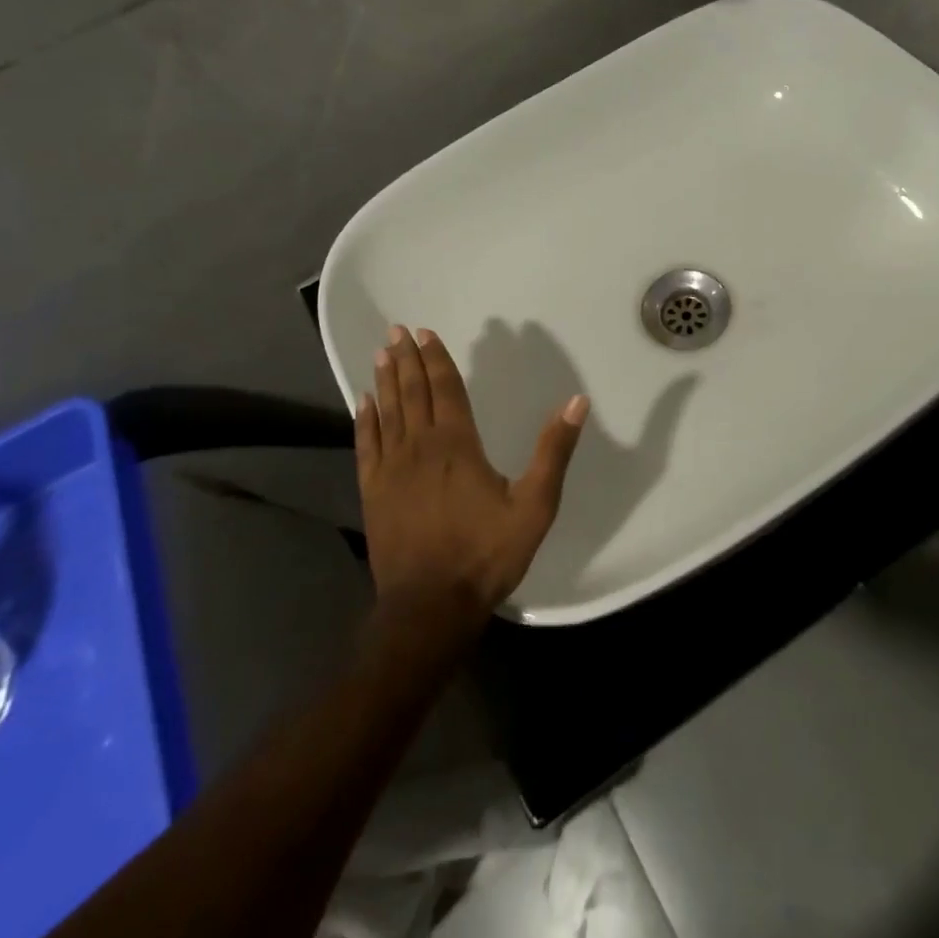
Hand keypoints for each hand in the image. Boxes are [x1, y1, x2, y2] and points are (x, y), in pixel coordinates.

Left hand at [354, 326, 588, 628]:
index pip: (445, 389)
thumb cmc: (485, 554)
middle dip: (406, 360)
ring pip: (387, 413)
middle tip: (396, 330)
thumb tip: (576, 402)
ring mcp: (391, 470)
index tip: (424, 332)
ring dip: (385, 381)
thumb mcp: (534, 506)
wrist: (429, 607)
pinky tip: (362, 404)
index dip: (435, 359)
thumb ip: (553, 451)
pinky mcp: (374, 493)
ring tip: (381, 354)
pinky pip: (366, 446)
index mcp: (457, 444)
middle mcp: (420, 447)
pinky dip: (364, 421)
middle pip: (412, 393)